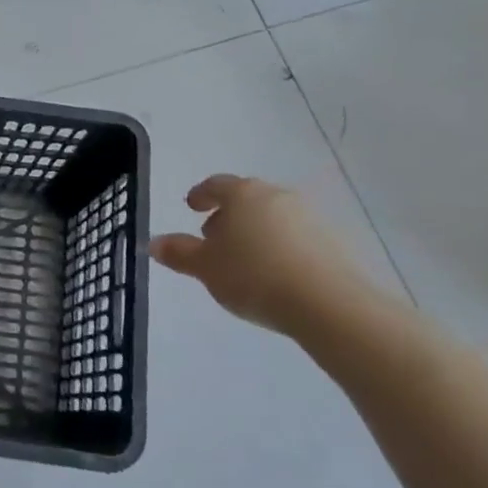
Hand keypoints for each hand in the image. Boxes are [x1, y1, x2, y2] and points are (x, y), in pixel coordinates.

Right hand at [151, 175, 373, 334]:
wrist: (328, 303)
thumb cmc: (254, 276)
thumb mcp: (205, 267)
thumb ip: (179, 253)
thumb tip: (154, 242)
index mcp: (243, 195)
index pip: (216, 184)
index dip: (201, 195)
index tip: (192, 206)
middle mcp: (278, 196)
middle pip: (247, 199)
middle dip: (228, 214)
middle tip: (213, 236)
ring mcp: (310, 217)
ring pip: (273, 217)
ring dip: (255, 231)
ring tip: (243, 259)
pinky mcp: (333, 241)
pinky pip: (296, 236)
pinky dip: (279, 246)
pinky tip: (273, 272)